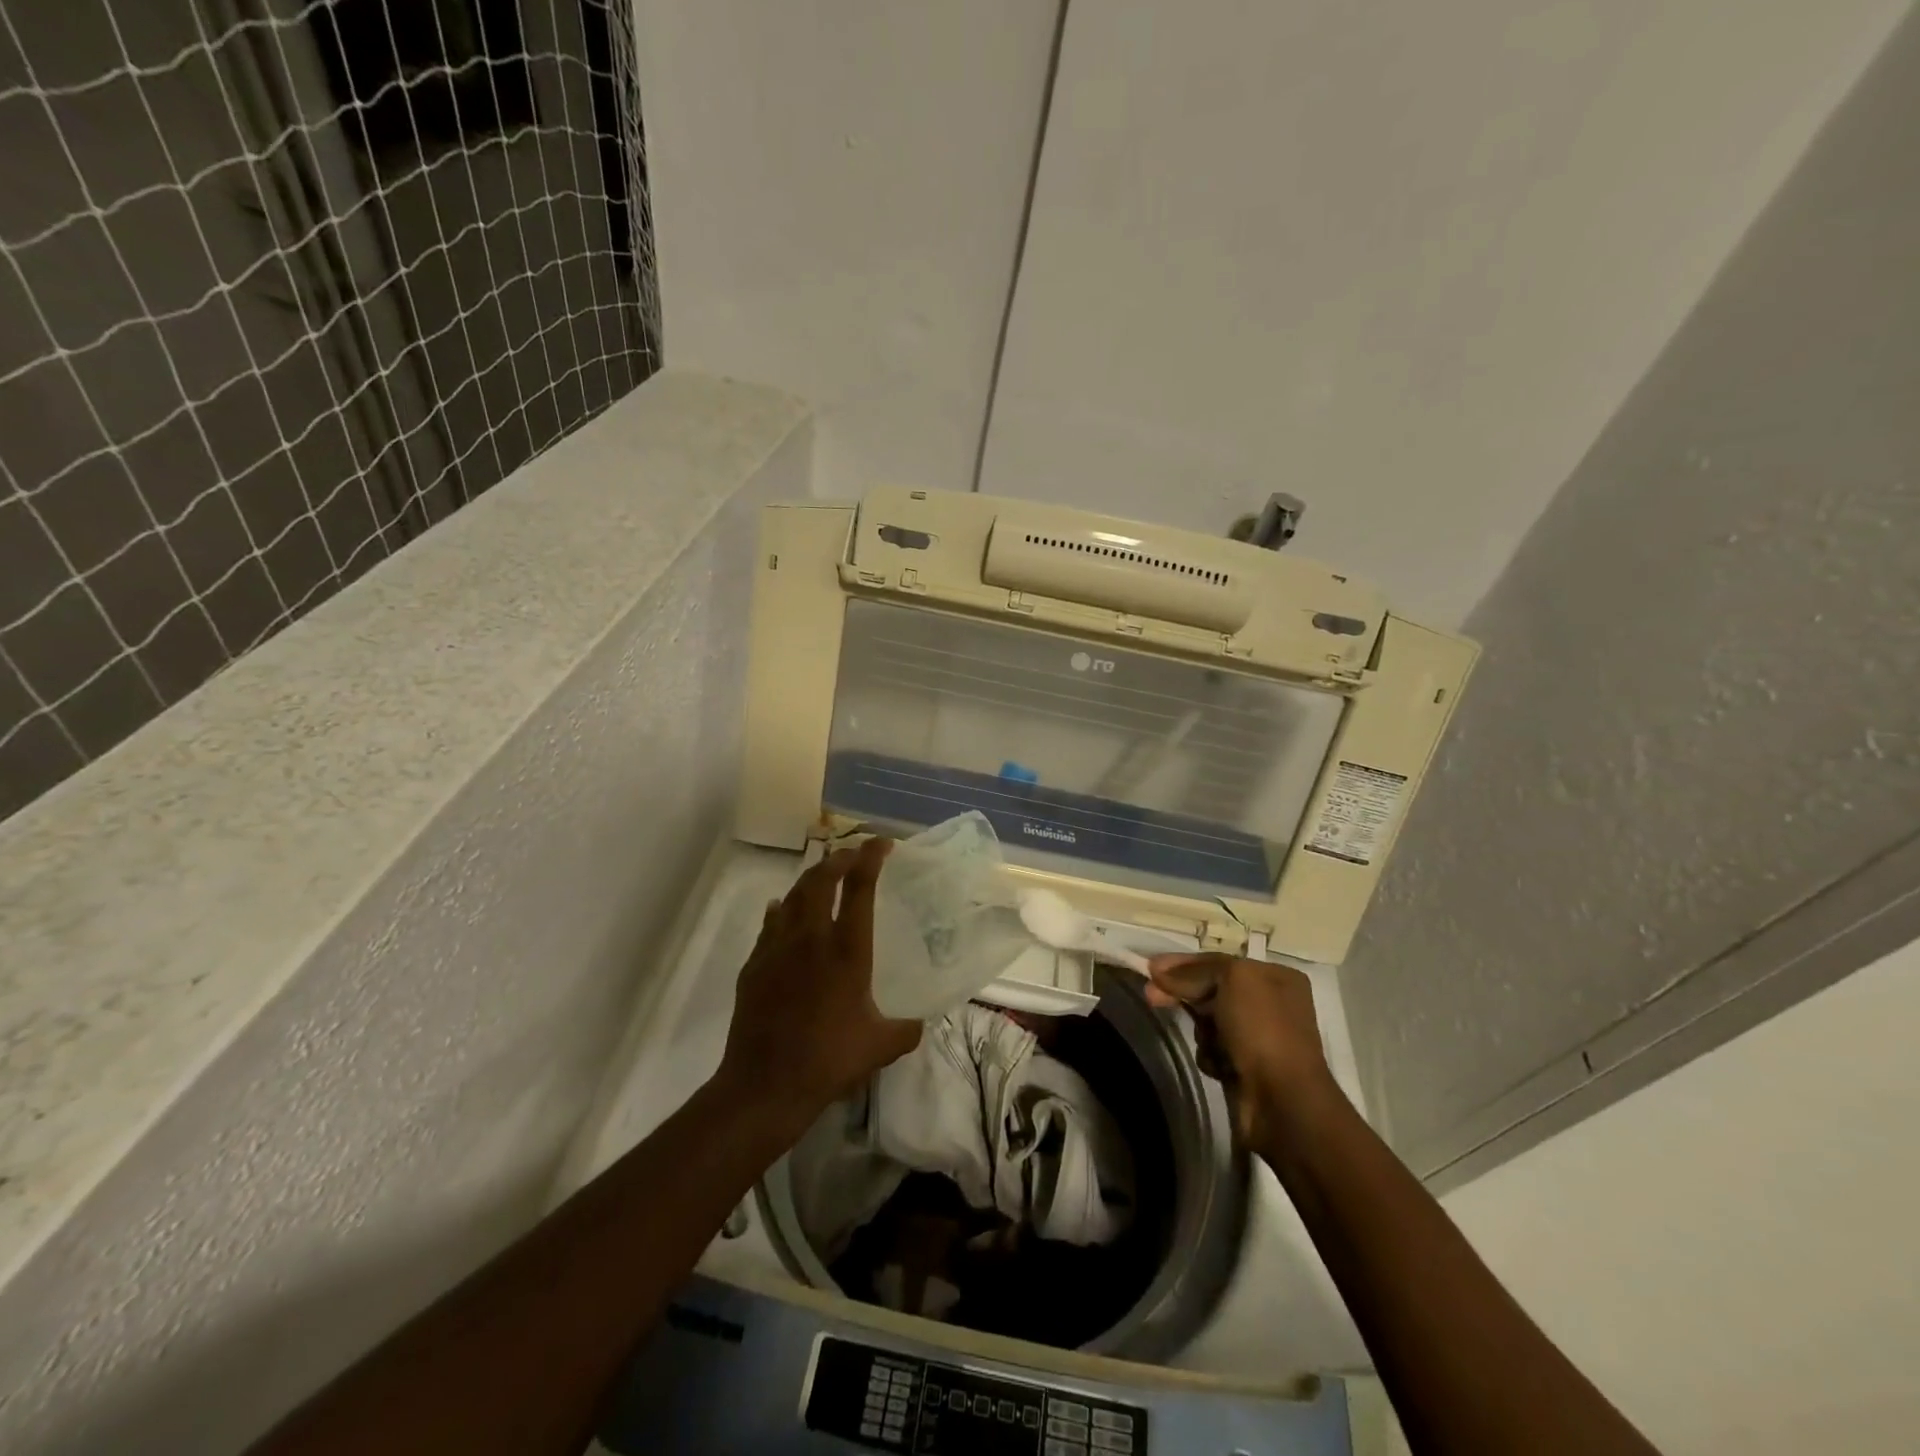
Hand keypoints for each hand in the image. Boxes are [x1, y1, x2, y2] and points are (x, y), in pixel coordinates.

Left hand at [717, 838, 921, 1127]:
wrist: (765, 1084)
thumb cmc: (829, 1060)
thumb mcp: (880, 1046)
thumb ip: (906, 1029)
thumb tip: (921, 1023)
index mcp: (847, 949)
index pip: (860, 887)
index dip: (871, 857)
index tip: (883, 843)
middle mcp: (811, 937)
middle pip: (821, 879)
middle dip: (838, 859)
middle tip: (852, 855)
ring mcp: (777, 948)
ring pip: (793, 896)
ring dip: (810, 879)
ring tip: (822, 876)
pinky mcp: (754, 964)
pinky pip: (770, 923)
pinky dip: (781, 910)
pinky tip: (782, 910)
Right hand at [1145, 953, 1336, 1148]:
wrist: (1283, 1102)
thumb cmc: (1263, 1029)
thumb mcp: (1231, 979)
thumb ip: (1194, 971)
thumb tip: (1158, 971)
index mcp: (1276, 977)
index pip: (1219, 962)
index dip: (1183, 964)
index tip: (1151, 969)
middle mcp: (1271, 1003)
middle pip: (1212, 990)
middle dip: (1185, 995)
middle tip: (1152, 997)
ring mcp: (1260, 1037)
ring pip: (1209, 1021)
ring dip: (1202, 1030)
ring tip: (1211, 1044)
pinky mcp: (1247, 1067)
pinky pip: (1214, 1050)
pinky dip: (1210, 1055)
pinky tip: (1220, 1066)